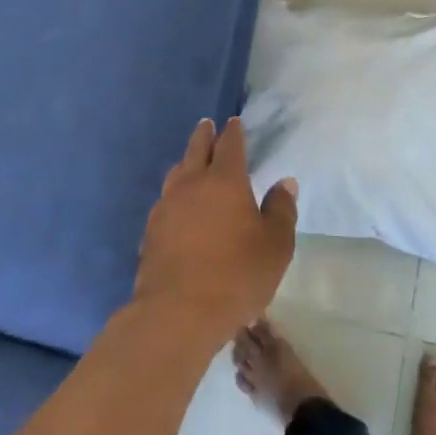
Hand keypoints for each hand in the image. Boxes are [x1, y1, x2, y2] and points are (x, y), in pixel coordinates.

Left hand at [133, 117, 296, 344]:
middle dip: (204, 135)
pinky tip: (177, 206)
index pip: (230, 145)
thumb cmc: (237, 275)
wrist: (178, 312)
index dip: (233, 132)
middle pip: (196, 150)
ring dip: (186, 162)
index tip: (234, 122)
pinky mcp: (150, 231)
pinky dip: (174, 194)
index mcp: (225, 181)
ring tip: (190, 162)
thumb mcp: (275, 245)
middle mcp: (192, 184)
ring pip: (176, 173)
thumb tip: (285, 183)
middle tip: (207, 125)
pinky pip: (164, 201)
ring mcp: (166, 207)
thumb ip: (281, 210)